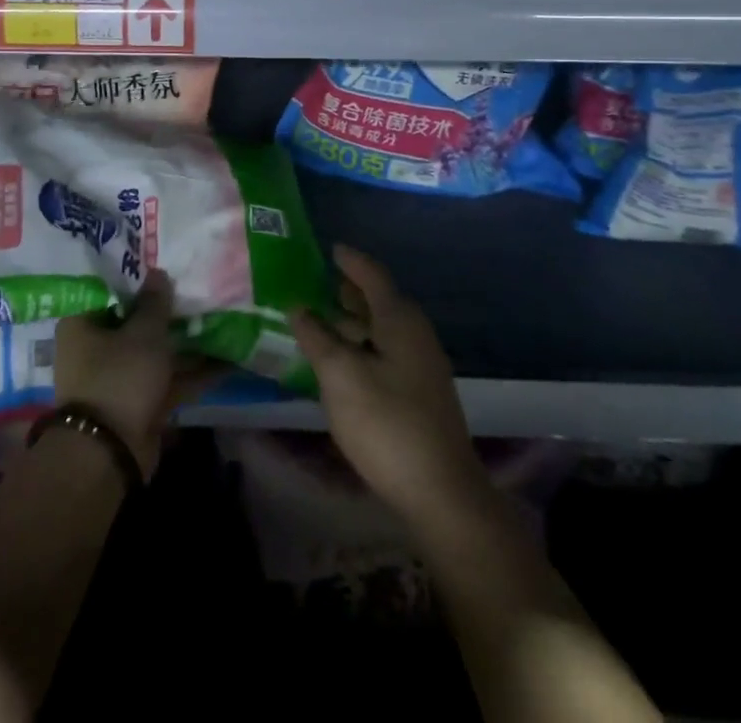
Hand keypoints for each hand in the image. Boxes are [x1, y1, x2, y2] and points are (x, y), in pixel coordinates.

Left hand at [53, 270, 211, 479]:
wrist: (111, 453)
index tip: (165, 265)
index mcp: (82, 324)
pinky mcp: (141, 402)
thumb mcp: (143, 333)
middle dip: (167, 311)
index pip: (110, 292)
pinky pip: (169, 379)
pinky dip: (194, 371)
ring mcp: (120, 377)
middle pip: (135, 321)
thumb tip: (158, 272)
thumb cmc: (119, 377)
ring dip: (186, 341)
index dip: (138, 279)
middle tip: (197, 288)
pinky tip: (228, 359)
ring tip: (221, 318)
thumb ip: (155, 302)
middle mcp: (96, 348)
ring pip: (156, 351)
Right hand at [289, 245, 489, 524]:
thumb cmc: (387, 424)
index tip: (330, 248)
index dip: (350, 260)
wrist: (441, 492)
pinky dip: (364, 344)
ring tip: (324, 320)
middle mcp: (416, 334)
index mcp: (399, 320)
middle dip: (351, 290)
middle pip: (380, 300)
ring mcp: (422, 366)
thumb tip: (298, 307)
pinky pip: (387, 351)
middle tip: (320, 282)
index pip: (372, 275)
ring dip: (355, 320)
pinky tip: (343, 361)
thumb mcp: (340, 376)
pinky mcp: (421, 393)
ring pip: (383, 328)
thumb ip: (317, 337)